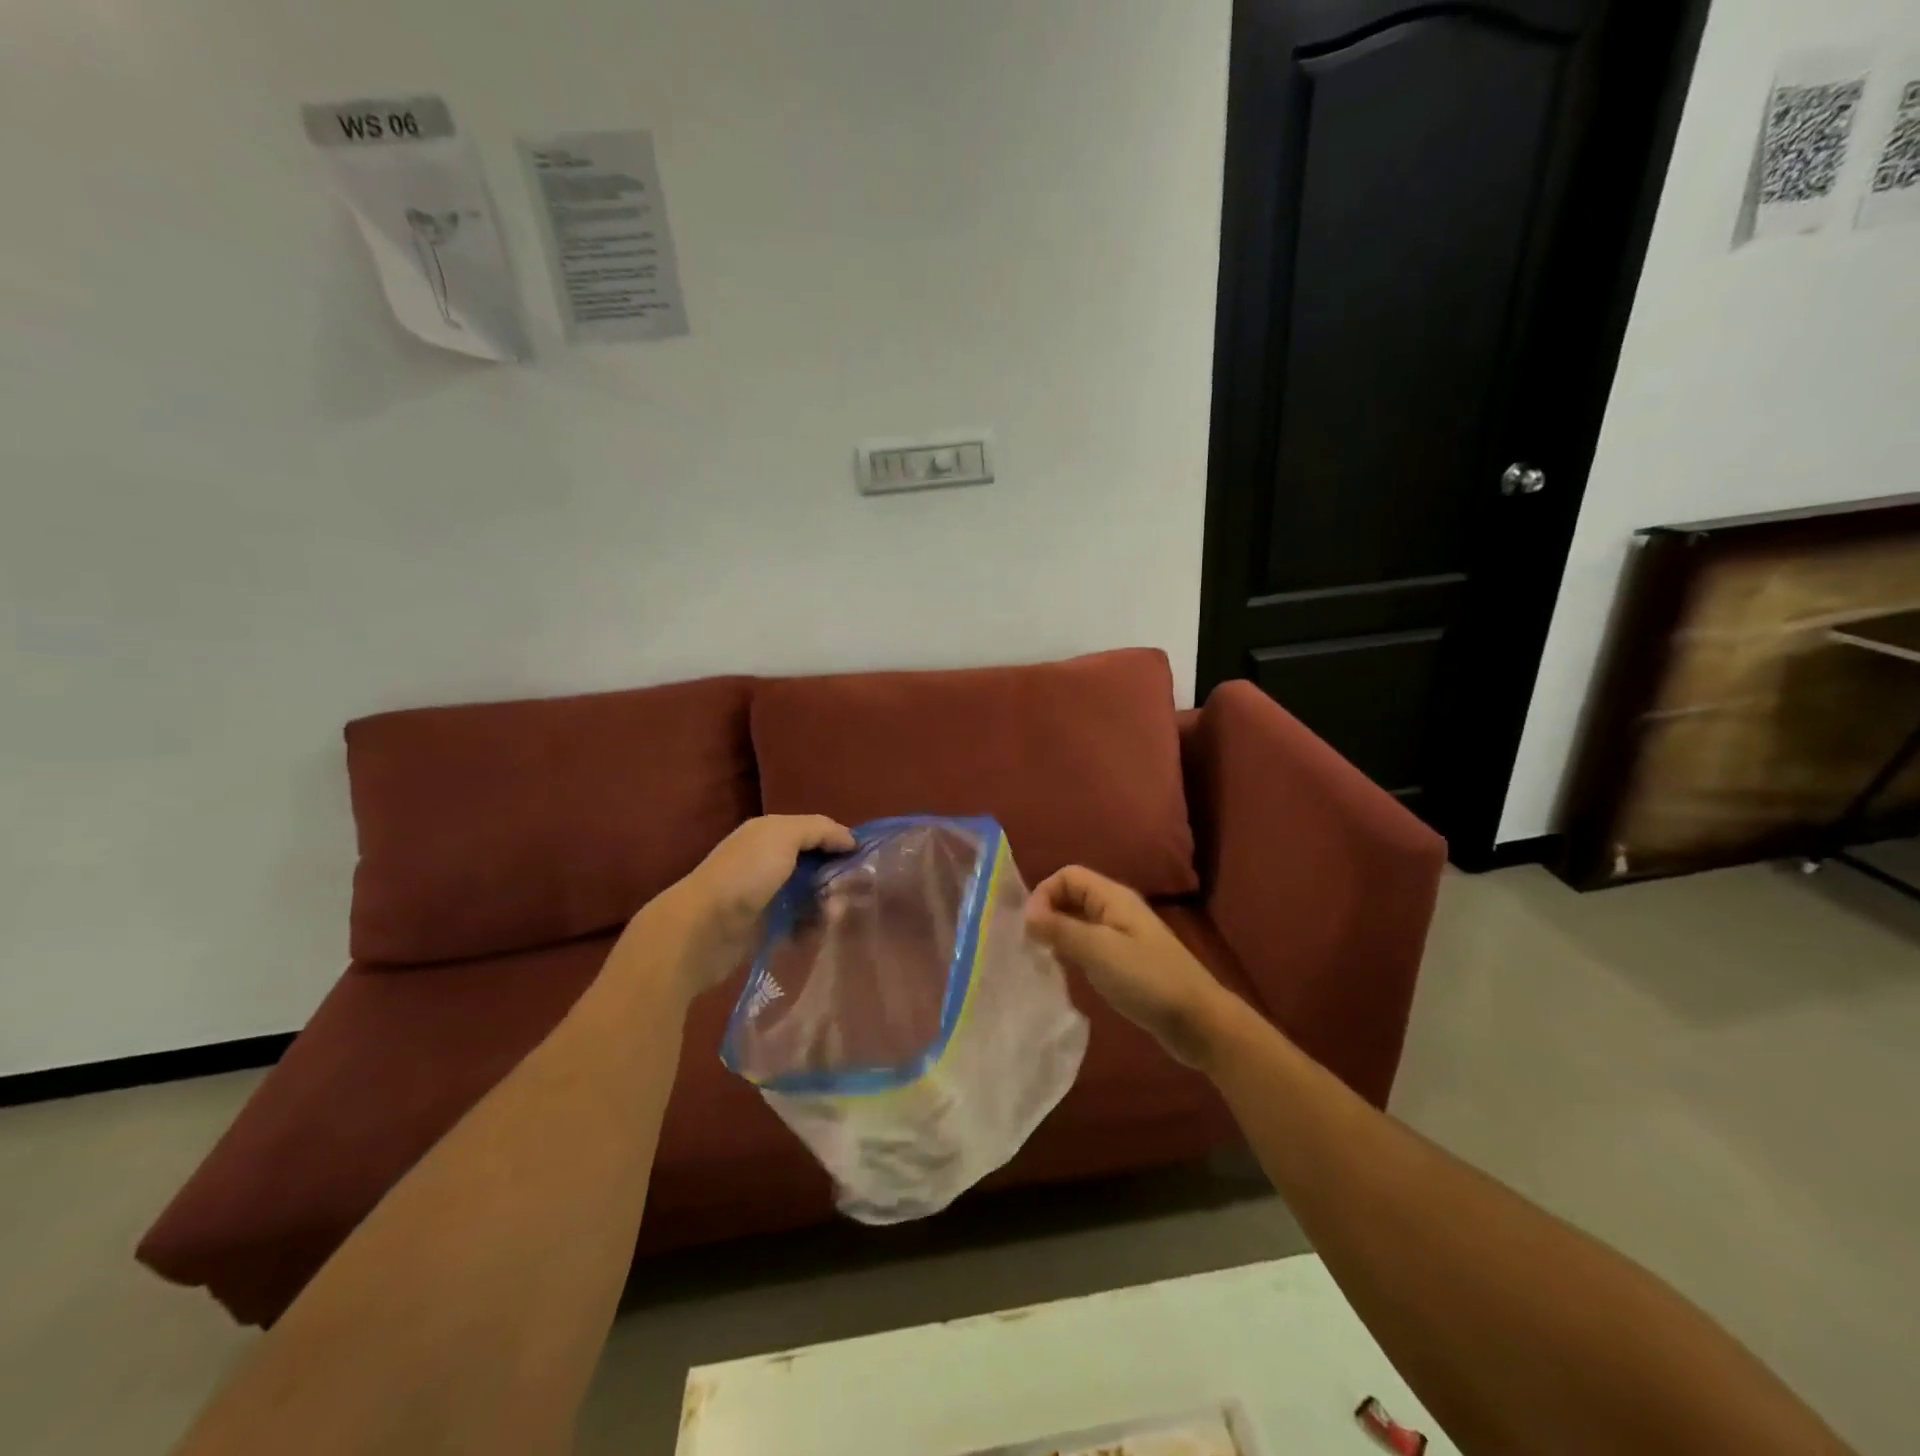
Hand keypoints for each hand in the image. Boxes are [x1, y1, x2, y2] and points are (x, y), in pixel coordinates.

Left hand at [641, 815, 855, 998]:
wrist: (701, 931)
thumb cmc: (744, 876)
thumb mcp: (782, 837)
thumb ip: (818, 829)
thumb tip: (849, 839)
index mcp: (770, 833)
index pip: (817, 832)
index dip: (841, 843)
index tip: (867, 861)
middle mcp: (769, 860)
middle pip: (816, 865)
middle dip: (837, 877)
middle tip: (857, 894)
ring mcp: (766, 895)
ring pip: (810, 895)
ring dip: (827, 905)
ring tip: (837, 918)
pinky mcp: (765, 927)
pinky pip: (798, 923)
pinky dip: (811, 928)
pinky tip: (820, 934)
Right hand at [1025, 865, 1236, 1066]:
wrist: (1198, 1021)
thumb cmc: (1147, 979)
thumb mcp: (1099, 951)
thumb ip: (1061, 929)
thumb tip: (1027, 914)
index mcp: (1113, 897)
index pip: (1067, 876)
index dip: (1044, 893)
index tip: (1030, 927)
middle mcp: (1116, 910)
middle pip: (1072, 896)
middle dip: (1047, 913)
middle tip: (1029, 944)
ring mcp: (1122, 936)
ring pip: (1079, 922)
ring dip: (1058, 934)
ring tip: (1040, 958)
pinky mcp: (1125, 962)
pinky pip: (1089, 945)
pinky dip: (1072, 952)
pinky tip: (1065, 973)